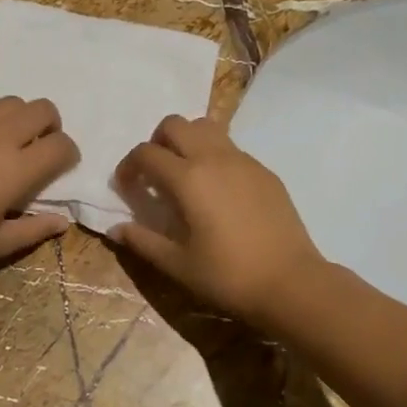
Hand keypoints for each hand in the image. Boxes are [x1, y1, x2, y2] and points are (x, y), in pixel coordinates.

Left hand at [0, 97, 79, 279]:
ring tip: (8, 143)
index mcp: (16, 168)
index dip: (69, 155)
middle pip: (42, 109)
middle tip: (39, 149)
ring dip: (19, 118)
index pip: (60, 145)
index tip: (63, 167)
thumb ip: (34, 228)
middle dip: (51, 126)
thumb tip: (62, 222)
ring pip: (9, 102)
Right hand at [110, 115, 327, 329]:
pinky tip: (218, 191)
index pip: (146, 153)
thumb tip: (115, 229)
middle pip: (175, 124)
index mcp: (188, 178)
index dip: (128, 166)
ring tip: (185, 173)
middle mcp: (213, 158)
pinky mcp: (264, 171)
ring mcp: (243, 161)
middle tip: (155, 173)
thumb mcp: (177, 264)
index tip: (126, 187)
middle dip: (157, 142)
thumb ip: (143, 241)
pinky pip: (231, 147)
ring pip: (206, 127)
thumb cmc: (228, 276)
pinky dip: (214, 156)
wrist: (291, 282)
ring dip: (187, 140)